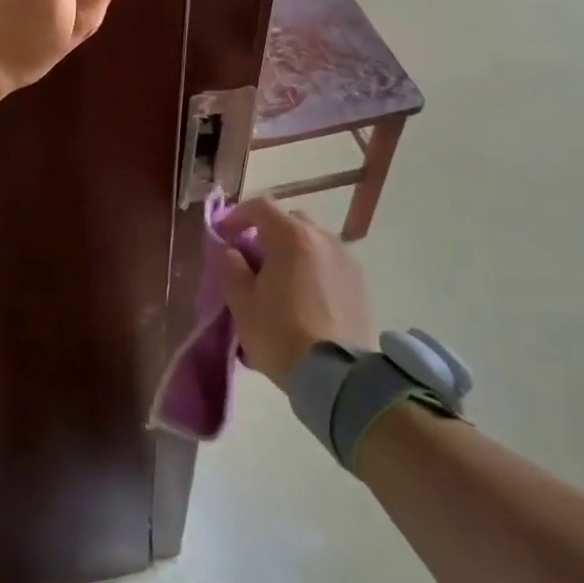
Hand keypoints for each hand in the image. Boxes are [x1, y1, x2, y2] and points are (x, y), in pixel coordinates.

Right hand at [215, 199, 375, 387]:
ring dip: (292, 250)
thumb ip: (229, 266)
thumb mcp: (241, 301)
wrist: (335, 375)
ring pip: (312, 241)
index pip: (260, 206)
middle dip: (267, 232)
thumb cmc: (279, 333)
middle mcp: (323, 238)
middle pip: (290, 220)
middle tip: (251, 260)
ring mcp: (346, 259)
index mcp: (291, 237)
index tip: (223, 235)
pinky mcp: (360, 283)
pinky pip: (329, 262)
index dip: (237, 216)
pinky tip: (304, 297)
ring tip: (279, 281)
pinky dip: (313, 268)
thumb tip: (227, 248)